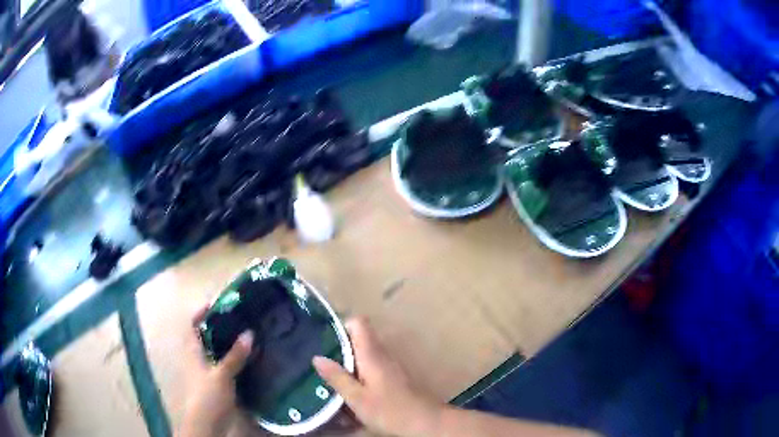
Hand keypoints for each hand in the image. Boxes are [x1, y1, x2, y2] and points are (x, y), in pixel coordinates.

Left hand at [177, 307, 253, 436]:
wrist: (207, 422)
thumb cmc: (209, 395)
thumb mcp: (223, 374)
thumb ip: (235, 355)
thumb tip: (249, 333)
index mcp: (193, 351)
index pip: (192, 326)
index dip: (200, 313)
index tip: (217, 304)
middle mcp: (197, 358)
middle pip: (203, 336)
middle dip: (217, 325)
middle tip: (236, 317)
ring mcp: (205, 370)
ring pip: (213, 350)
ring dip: (225, 341)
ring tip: (244, 333)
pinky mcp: (214, 381)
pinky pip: (222, 362)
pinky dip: (231, 356)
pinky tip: (245, 357)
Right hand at [313, 318, 441, 436]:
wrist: (425, 422)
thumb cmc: (389, 410)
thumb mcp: (357, 398)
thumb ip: (337, 377)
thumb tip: (317, 357)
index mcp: (372, 353)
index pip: (359, 322)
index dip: (341, 325)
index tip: (324, 337)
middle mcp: (382, 354)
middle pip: (359, 338)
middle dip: (339, 346)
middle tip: (320, 359)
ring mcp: (389, 365)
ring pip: (364, 354)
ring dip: (347, 362)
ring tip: (328, 375)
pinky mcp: (393, 377)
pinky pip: (371, 367)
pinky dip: (358, 374)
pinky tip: (348, 390)